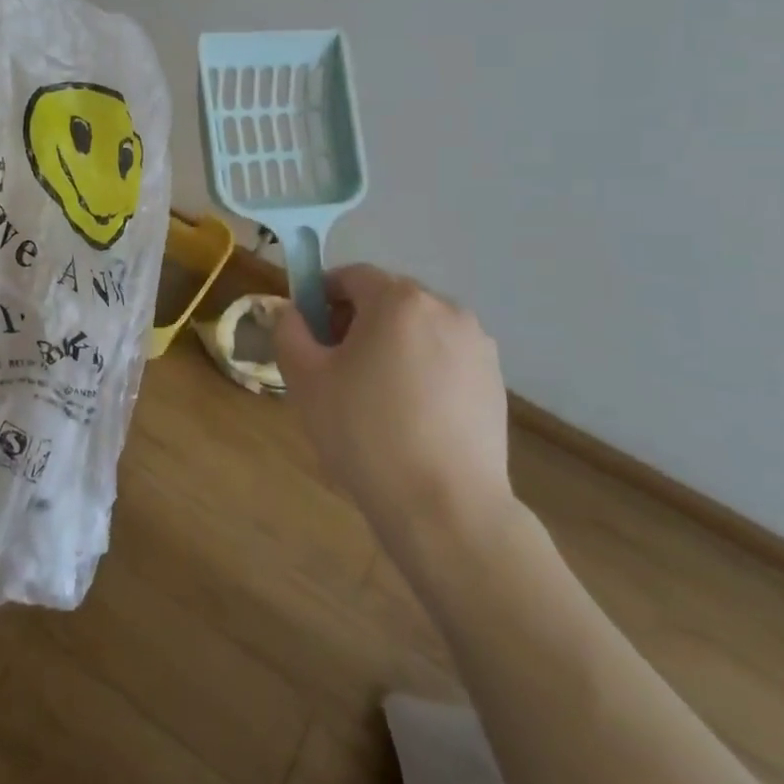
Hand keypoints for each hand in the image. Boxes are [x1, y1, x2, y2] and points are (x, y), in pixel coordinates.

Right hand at [274, 266, 514, 571]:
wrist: (445, 507)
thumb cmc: (365, 432)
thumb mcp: (305, 379)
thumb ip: (288, 331)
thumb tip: (291, 312)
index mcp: (398, 300)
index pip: (351, 276)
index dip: (322, 296)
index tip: (308, 332)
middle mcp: (445, 309)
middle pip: (387, 299)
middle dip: (357, 321)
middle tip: (335, 367)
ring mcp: (477, 345)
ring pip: (418, 329)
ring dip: (391, 345)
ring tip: (374, 396)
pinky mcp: (494, 381)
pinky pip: (445, 358)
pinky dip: (422, 370)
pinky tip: (410, 416)